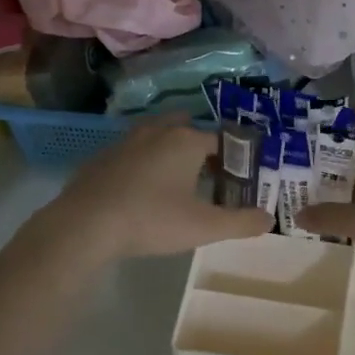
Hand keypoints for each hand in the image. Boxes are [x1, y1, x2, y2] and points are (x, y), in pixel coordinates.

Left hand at [43, 117, 271, 260]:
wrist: (84, 225)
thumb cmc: (151, 219)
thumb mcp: (203, 227)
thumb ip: (240, 222)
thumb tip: (269, 219)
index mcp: (186, 140)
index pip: (222, 140)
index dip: (236, 158)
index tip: (241, 178)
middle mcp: (158, 131)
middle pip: (187, 127)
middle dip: (201, 145)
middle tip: (210, 174)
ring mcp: (126, 141)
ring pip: (157, 136)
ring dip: (170, 151)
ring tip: (178, 181)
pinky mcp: (102, 157)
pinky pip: (133, 153)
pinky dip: (144, 164)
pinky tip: (142, 191)